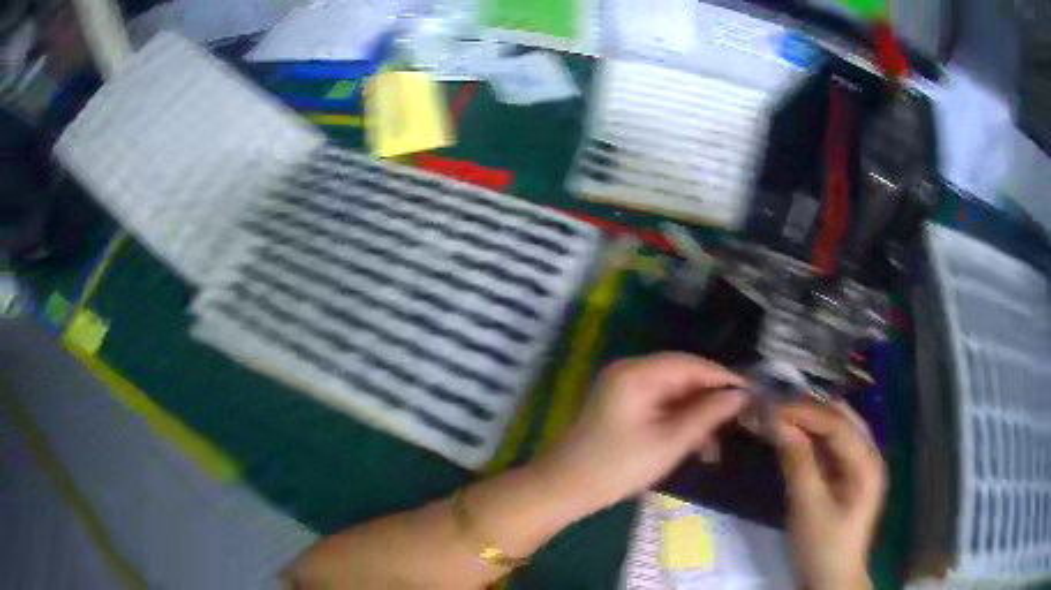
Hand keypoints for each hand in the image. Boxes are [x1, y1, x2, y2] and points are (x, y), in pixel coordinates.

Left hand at [535, 353, 747, 513]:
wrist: (564, 489)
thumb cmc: (618, 467)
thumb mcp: (670, 442)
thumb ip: (708, 414)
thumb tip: (741, 395)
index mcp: (637, 373)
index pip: (691, 363)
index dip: (723, 377)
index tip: (752, 393)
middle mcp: (630, 372)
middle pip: (682, 376)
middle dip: (711, 398)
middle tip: (740, 418)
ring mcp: (624, 389)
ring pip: (673, 393)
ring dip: (697, 414)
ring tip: (717, 442)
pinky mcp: (622, 406)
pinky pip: (660, 406)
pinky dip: (679, 421)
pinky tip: (696, 444)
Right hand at [773, 401, 885, 589]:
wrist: (832, 580)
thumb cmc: (822, 547)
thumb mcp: (808, 507)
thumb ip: (797, 462)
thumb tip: (777, 422)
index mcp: (867, 462)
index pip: (836, 423)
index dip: (804, 411)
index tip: (770, 407)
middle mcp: (870, 454)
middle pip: (841, 418)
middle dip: (808, 409)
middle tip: (774, 407)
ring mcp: (861, 464)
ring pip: (837, 429)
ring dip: (810, 420)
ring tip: (781, 416)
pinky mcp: (850, 476)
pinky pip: (833, 446)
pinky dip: (813, 438)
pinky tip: (795, 436)